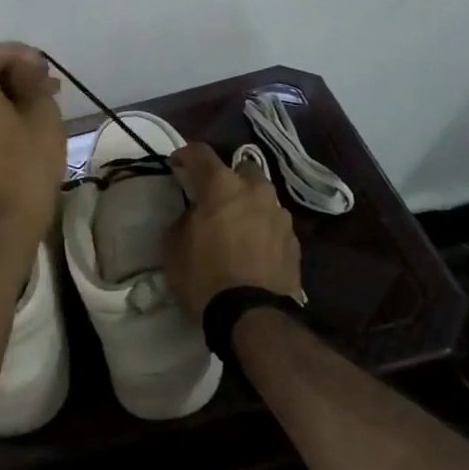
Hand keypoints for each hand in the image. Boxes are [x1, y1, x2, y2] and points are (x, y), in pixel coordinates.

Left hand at [0, 43, 65, 253]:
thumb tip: (27, 71)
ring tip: (43, 101)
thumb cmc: (28, 165)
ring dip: (8, 91)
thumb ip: (34, 83)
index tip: (44, 67)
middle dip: (13, 71)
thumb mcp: (43, 116)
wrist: (6, 223)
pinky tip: (26, 120)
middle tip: (46, 82)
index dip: (17, 52)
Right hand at [162, 143, 301, 321]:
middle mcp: (256, 190)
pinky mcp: (294, 241)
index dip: (186, 154)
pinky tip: (253, 248)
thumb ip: (184, 218)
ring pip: (262, 196)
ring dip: (248, 203)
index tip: (177, 164)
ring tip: (237, 225)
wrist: (252, 316)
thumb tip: (194, 214)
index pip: (201, 153)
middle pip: (241, 169)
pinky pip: (273, 224)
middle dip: (228, 177)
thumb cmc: (204, 275)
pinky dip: (262, 228)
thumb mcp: (174, 246)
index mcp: (222, 185)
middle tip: (214, 197)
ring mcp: (280, 215)